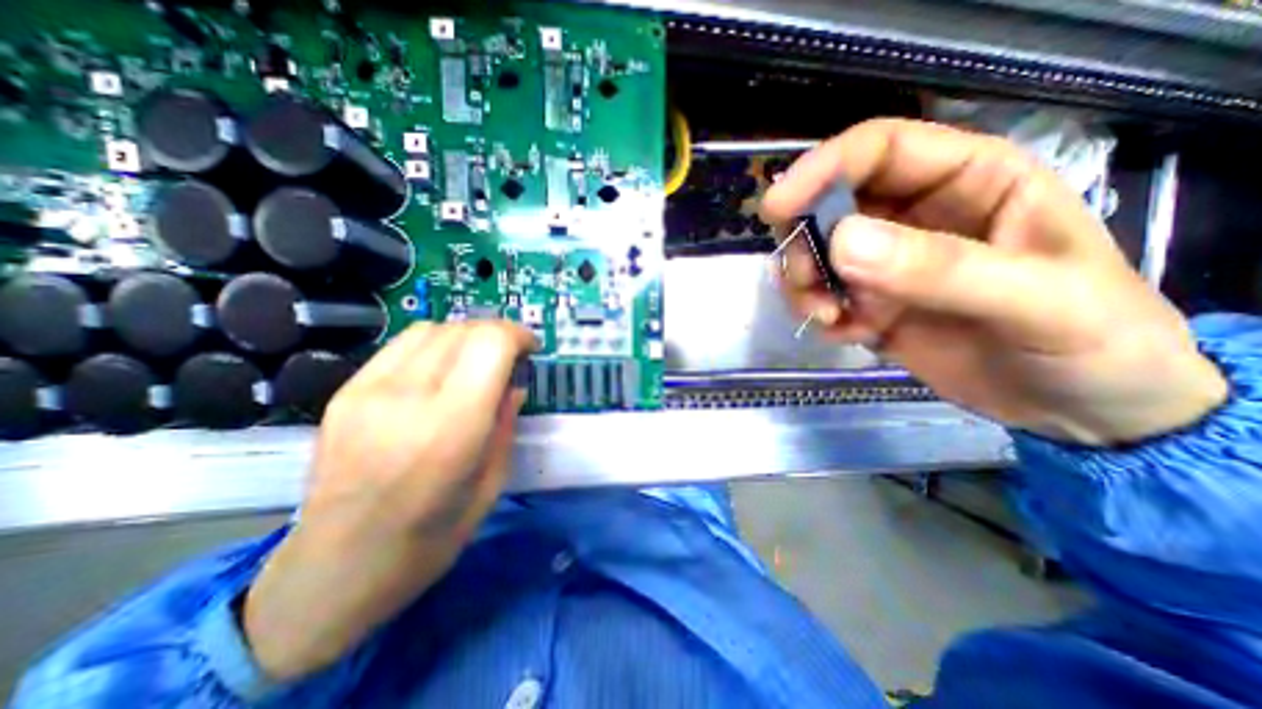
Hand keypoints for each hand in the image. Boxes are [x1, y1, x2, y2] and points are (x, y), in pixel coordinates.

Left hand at [242, 321, 532, 681]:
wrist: (333, 571)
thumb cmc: (429, 539)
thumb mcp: (491, 484)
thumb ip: (505, 423)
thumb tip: (514, 384)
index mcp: (452, 427)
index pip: (490, 344)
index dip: (518, 335)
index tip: (531, 349)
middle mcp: (408, 398)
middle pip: (463, 330)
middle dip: (497, 335)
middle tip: (509, 358)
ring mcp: (368, 391)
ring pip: (432, 329)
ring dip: (466, 336)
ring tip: (476, 361)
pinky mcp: (345, 392)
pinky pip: (401, 345)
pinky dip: (434, 345)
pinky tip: (440, 370)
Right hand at [765, 120, 1227, 444]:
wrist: (1079, 410)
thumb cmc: (1093, 343)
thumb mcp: (1035, 301)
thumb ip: (939, 268)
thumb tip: (841, 242)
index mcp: (969, 180)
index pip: (878, 150)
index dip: (821, 169)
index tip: (776, 209)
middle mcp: (916, 215)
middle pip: (829, 204)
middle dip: (804, 241)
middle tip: (806, 283)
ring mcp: (887, 263)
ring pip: (817, 253)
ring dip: (806, 284)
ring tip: (828, 318)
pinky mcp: (870, 303)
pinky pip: (823, 295)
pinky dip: (821, 315)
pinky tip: (849, 336)